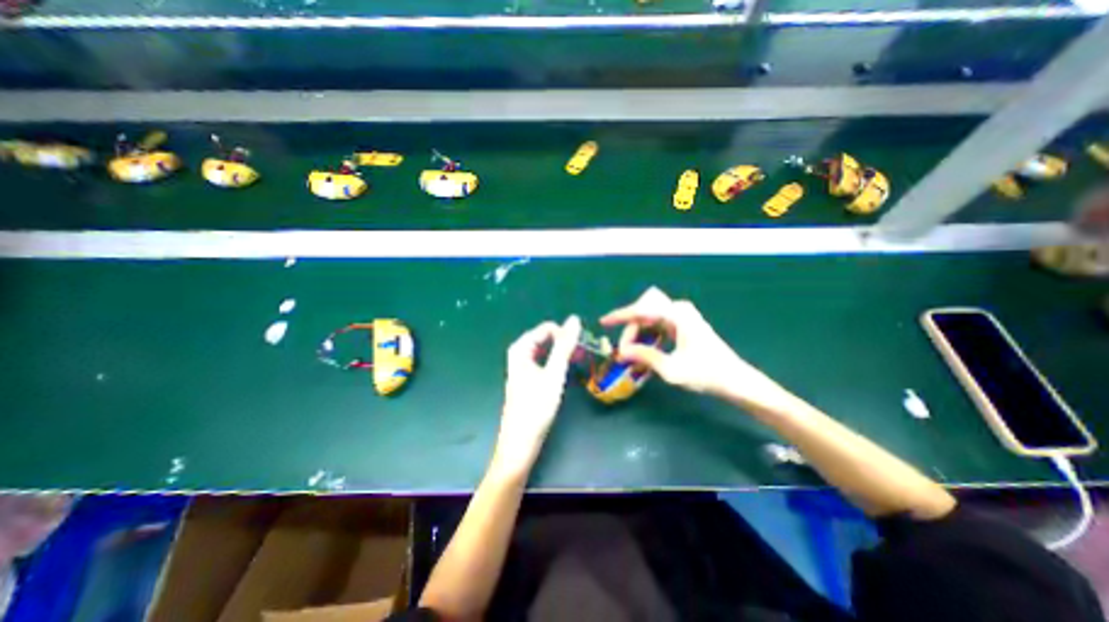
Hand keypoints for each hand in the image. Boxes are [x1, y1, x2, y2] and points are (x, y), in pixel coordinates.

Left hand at [491, 315, 584, 474]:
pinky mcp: (528, 379)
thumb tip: (574, 319)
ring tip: (580, 361)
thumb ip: (564, 346)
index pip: (547, 328)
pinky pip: (545, 362)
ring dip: (563, 354)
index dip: (566, 334)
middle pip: (546, 338)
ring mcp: (523, 367)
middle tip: (584, 355)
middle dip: (565, 344)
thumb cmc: (536, 407)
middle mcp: (519, 354)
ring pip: (547, 351)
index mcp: (520, 349)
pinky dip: (557, 364)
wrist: (520, 443)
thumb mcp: (554, 374)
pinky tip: (567, 372)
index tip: (583, 346)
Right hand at [598, 288, 786, 406]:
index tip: (604, 322)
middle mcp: (679, 310)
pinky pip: (659, 326)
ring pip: (650, 320)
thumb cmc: (706, 373)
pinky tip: (645, 351)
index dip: (620, 316)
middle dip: (631, 331)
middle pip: (645, 313)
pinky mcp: (684, 325)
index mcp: (677, 315)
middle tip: (624, 351)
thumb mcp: (671, 369)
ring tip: (631, 353)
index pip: (641, 310)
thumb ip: (644, 356)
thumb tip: (621, 351)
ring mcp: (682, 317)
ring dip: (639, 335)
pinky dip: (649, 337)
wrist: (735, 380)